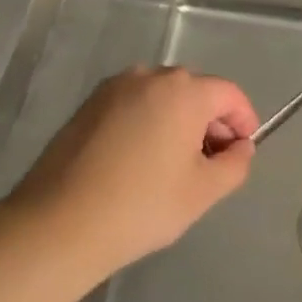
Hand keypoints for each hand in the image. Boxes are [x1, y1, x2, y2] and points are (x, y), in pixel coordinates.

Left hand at [7, 66, 257, 274]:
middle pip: (195, 92)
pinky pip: (133, 105)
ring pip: (162, 98)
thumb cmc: (141, 206)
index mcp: (184, 91)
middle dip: (210, 122)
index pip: (229, 94)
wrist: (57, 225)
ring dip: (177, 122)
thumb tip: (240, 147)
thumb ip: (235, 164)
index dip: (244, 120)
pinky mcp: (88, 105)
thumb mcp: (203, 192)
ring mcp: (115, 88)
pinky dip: (147, 123)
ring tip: (173, 166)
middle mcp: (150, 76)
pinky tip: (138, 162)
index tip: (242, 150)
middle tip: (209, 164)